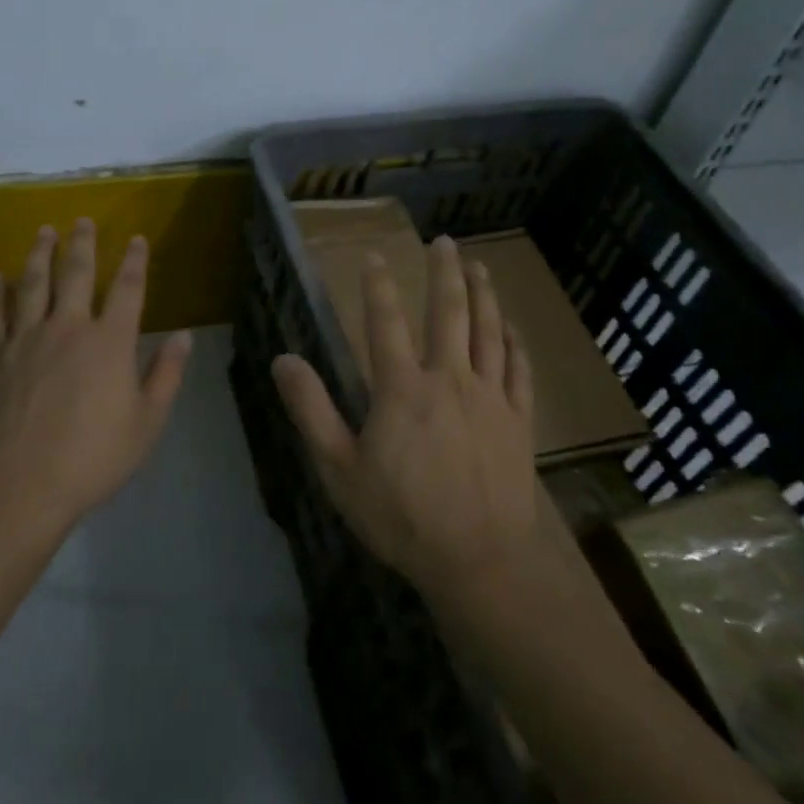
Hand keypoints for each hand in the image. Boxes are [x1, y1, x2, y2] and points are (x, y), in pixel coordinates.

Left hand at [0, 219, 192, 531]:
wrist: (21, 483)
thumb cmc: (93, 456)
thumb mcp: (147, 422)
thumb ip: (166, 374)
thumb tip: (184, 336)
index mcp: (110, 342)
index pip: (127, 289)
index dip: (135, 261)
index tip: (137, 239)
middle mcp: (69, 327)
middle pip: (76, 273)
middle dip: (82, 243)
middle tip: (82, 220)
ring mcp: (26, 338)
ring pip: (33, 284)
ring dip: (39, 254)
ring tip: (44, 231)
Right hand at [272, 236, 545, 600]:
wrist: (480, 562)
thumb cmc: (402, 517)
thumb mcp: (339, 469)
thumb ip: (311, 410)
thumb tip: (283, 358)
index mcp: (402, 388)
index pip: (385, 322)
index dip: (378, 285)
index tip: (374, 256)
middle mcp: (449, 379)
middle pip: (449, 312)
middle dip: (444, 272)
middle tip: (443, 240)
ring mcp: (490, 397)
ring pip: (489, 332)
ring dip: (483, 294)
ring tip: (478, 266)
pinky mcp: (518, 420)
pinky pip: (519, 370)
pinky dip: (515, 343)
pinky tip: (513, 328)